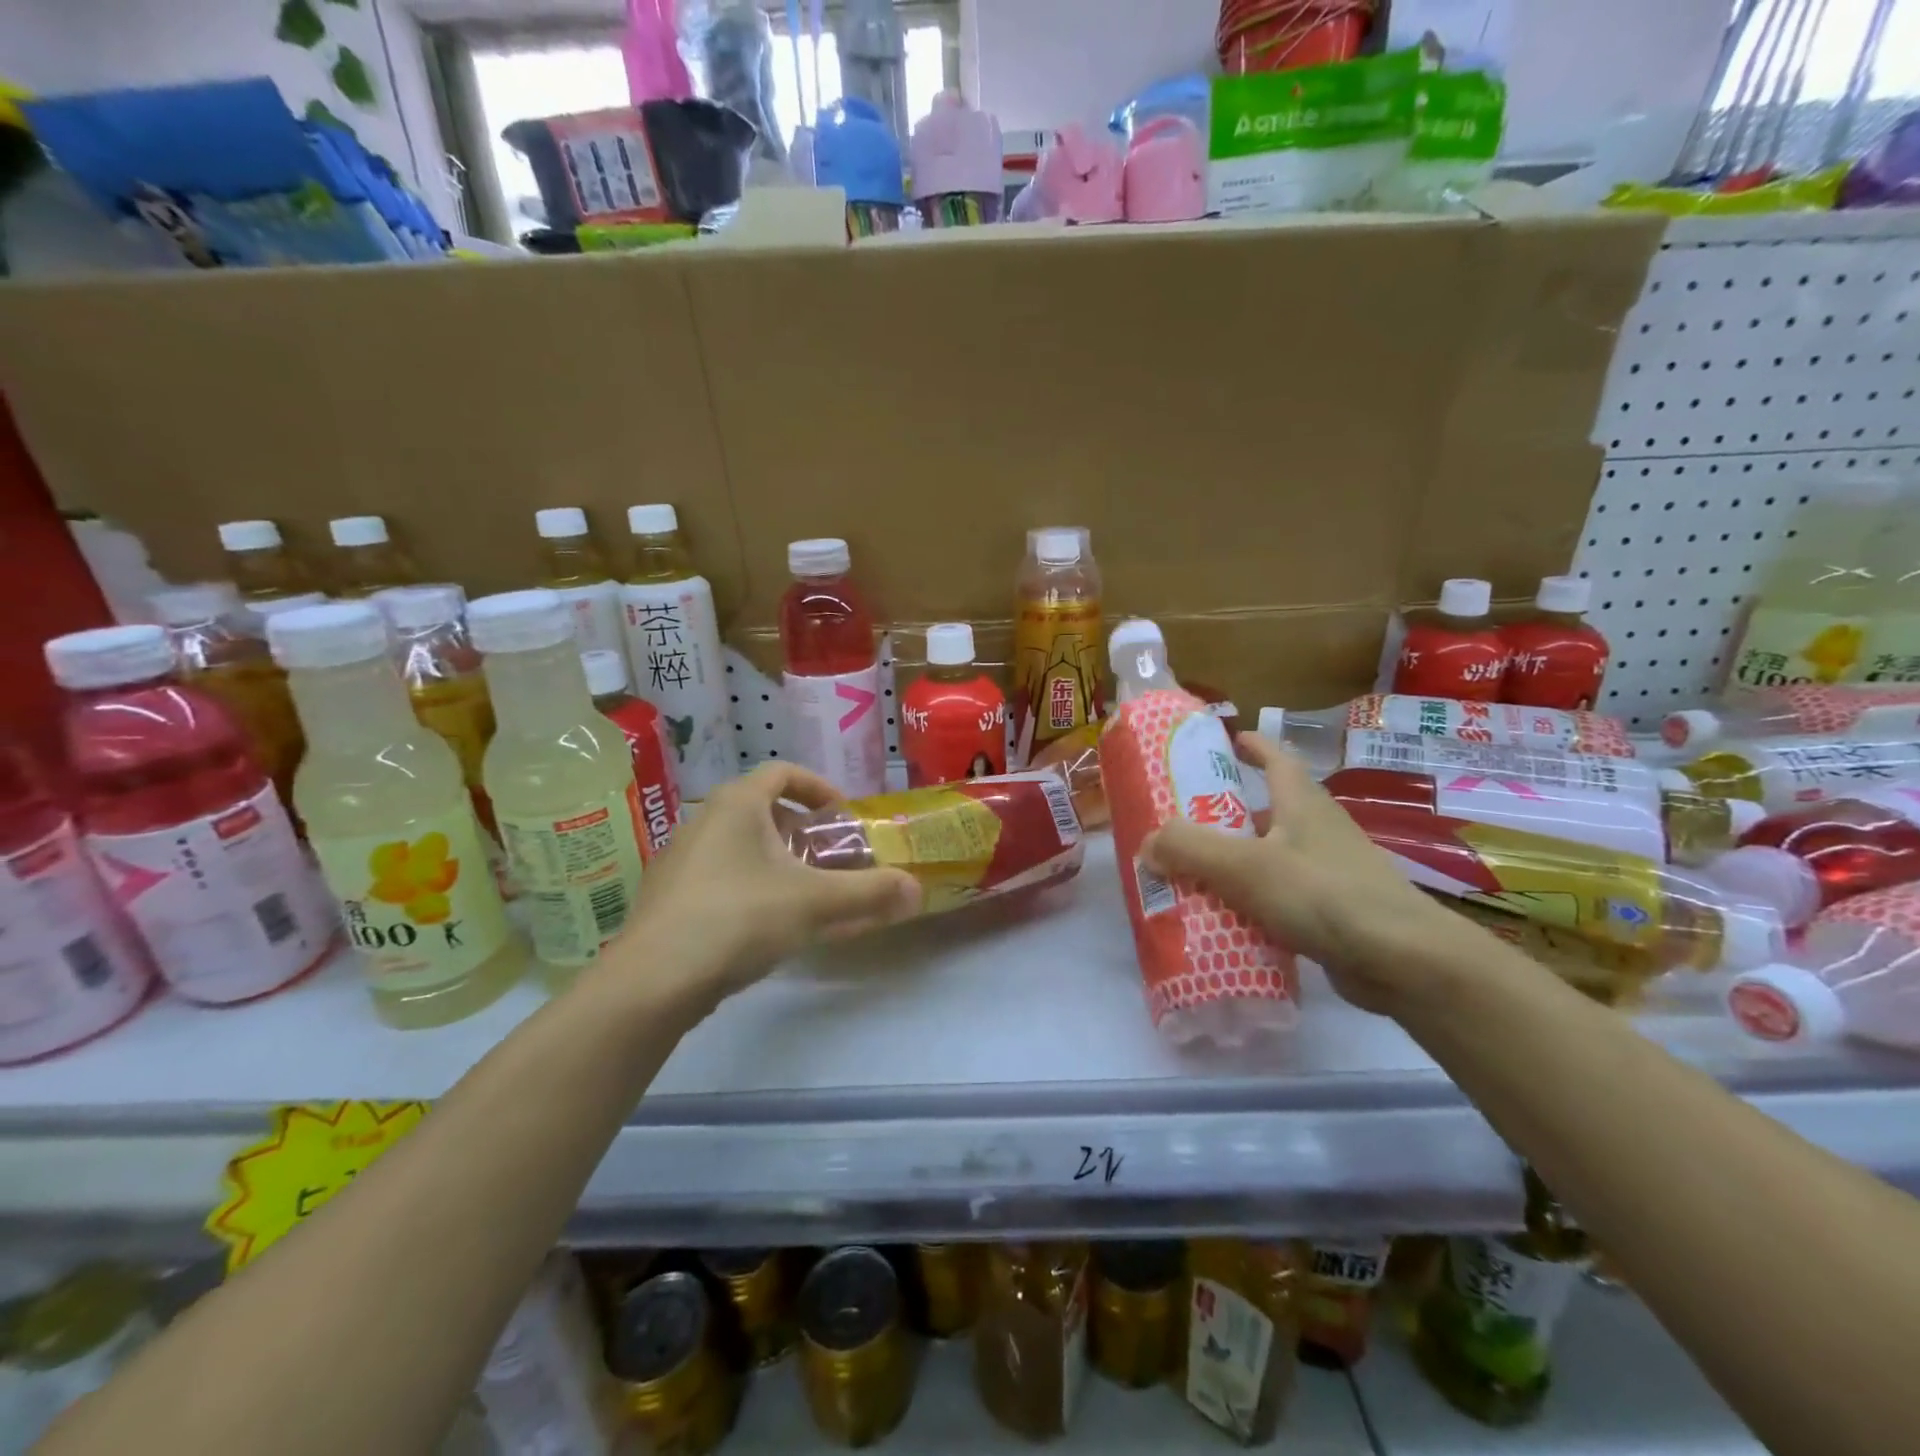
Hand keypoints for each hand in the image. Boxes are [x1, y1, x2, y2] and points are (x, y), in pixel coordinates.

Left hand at [614, 763, 920, 1003]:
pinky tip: (764, 925)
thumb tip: (918, 890)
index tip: (842, 816)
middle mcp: (704, 820)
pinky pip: (719, 875)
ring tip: (803, 893)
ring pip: (739, 845)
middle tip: (829, 858)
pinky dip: (750, 885)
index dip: (818, 788)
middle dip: (802, 831)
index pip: (783, 772)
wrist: (652, 980)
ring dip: (776, 860)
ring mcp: (679, 859)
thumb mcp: (815, 903)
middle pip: (761, 809)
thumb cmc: (739, 918)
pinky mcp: (667, 896)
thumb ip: (870, 893)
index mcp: (737, 804)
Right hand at [1142, 733, 1461, 1016]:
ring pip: (1271, 858)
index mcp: (1302, 803)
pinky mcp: (1334, 913)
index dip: (1252, 745)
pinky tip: (1225, 924)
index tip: (1225, 740)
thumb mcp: (1244, 865)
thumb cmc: (1322, 894)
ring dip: (1235, 863)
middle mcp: (1318, 831)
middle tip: (1182, 826)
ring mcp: (1330, 873)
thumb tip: (1147, 843)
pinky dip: (1252, 904)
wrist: (1403, 961)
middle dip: (1227, 815)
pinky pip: (1281, 899)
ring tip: (1191, 877)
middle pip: (1267, 811)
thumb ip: (1189, 849)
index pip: (1277, 758)